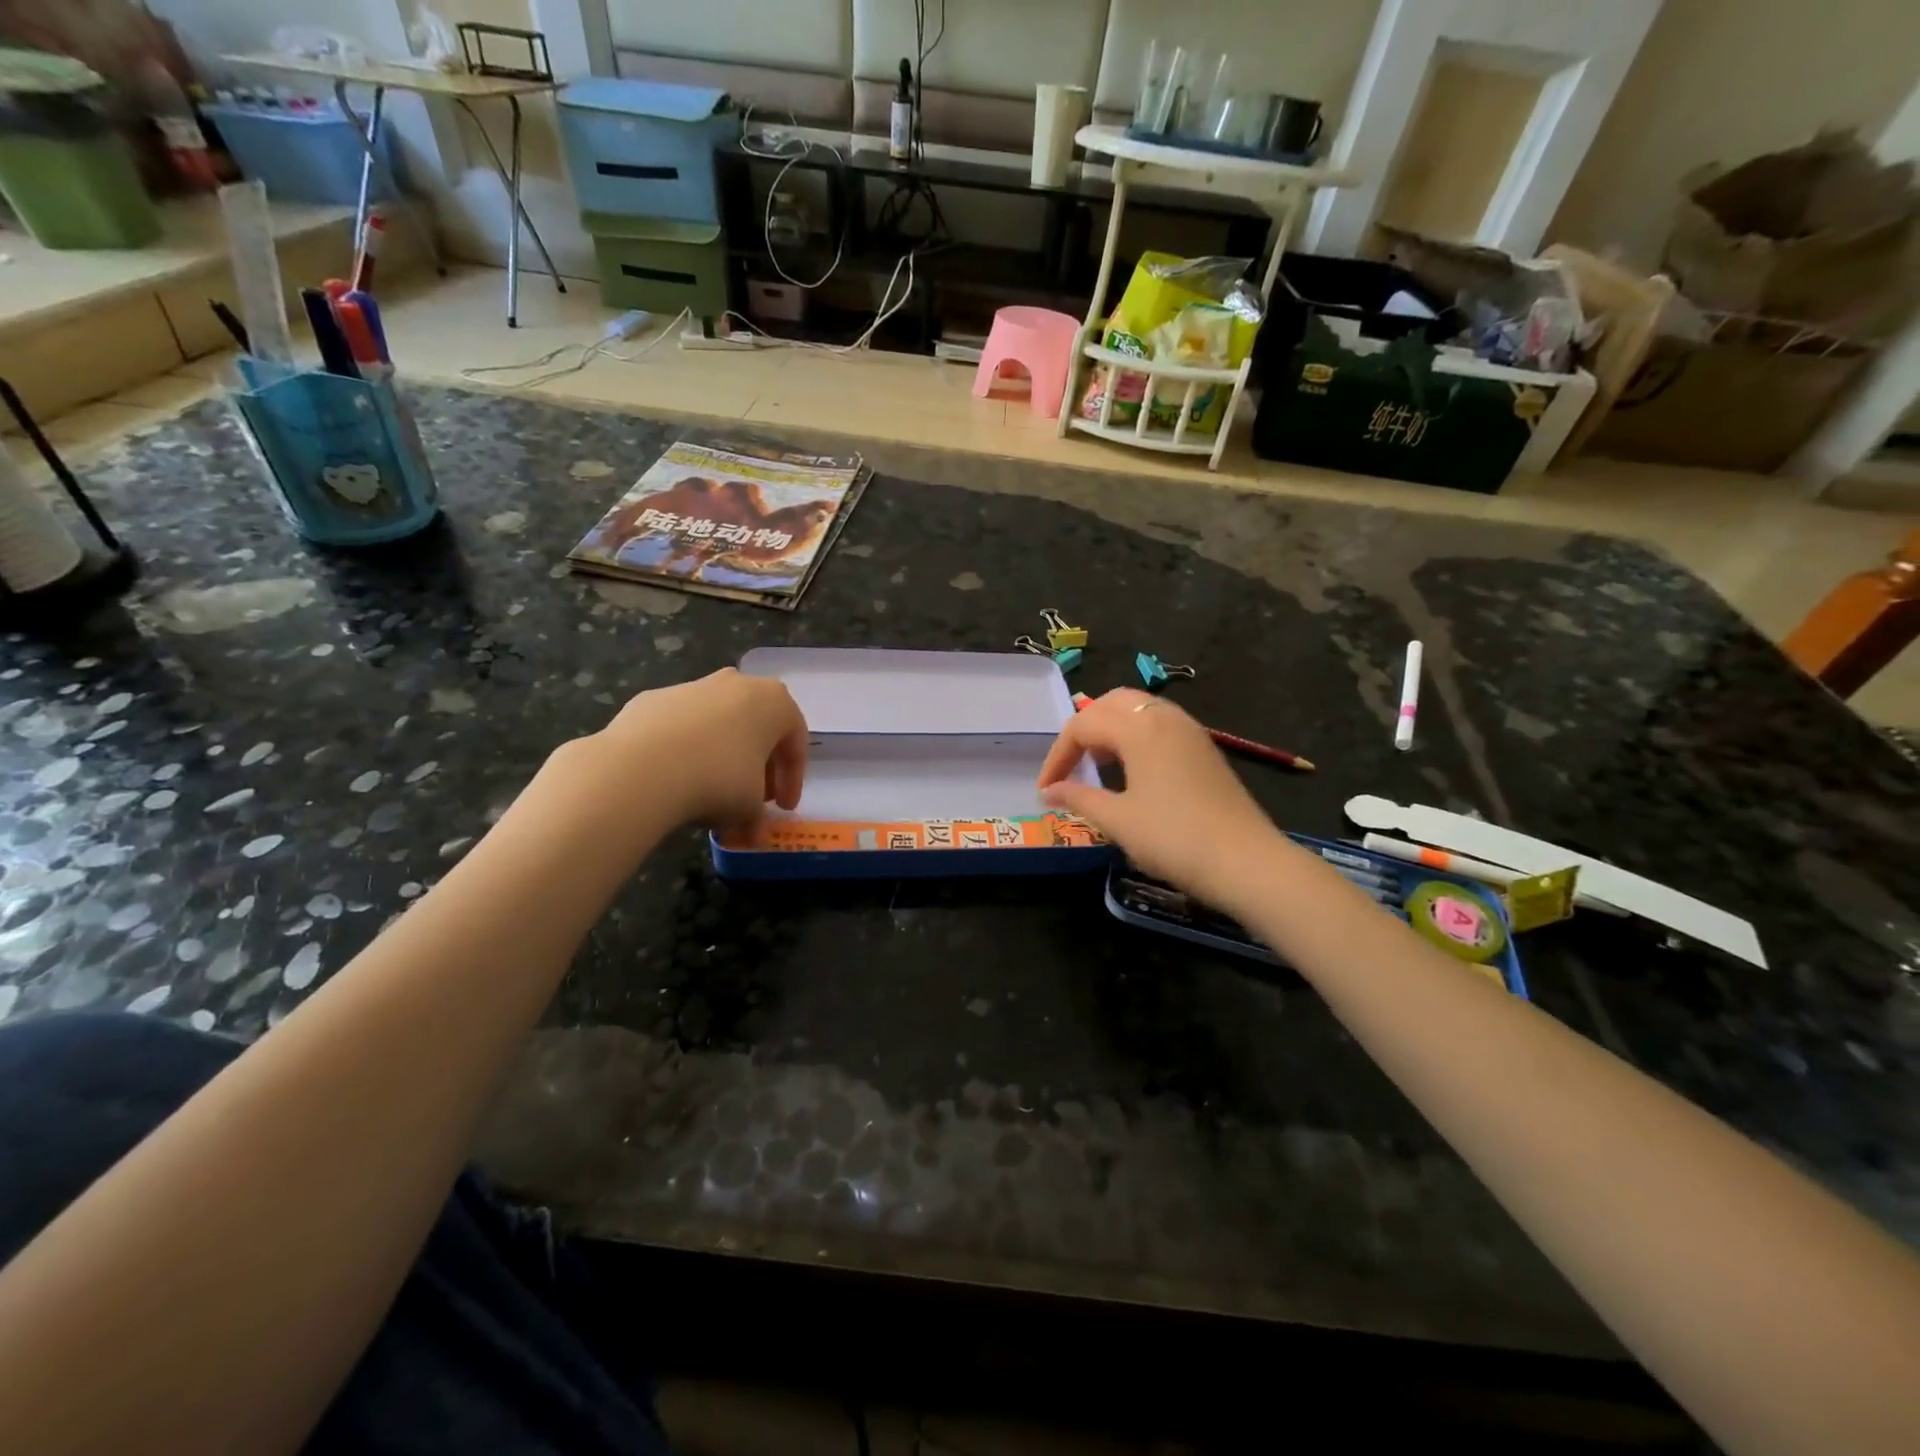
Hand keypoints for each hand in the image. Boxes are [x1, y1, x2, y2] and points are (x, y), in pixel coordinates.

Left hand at [597, 668, 807, 827]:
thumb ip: (758, 814)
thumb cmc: (718, 779)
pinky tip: (676, 779)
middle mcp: (738, 684)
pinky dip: (686, 750)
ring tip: (712, 793)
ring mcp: (693, 687)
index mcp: (775, 702)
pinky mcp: (654, 699)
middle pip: (757, 728)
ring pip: (718, 725)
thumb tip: (750, 831)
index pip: (795, 743)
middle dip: (758, 766)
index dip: (793, 780)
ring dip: (722, 757)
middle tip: (753, 800)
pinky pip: (682, 728)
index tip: (783, 809)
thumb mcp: (751, 806)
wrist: (643, 767)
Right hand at [1037, 688, 1281, 909]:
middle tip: (1071, 764)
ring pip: (1139, 711)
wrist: (1246, 862)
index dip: (1058, 756)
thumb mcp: (1118, 820)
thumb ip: (1079, 797)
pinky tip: (1133, 771)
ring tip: (1098, 765)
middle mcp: (1164, 718)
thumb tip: (1050, 791)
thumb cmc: (1173, 838)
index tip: (1046, 790)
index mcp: (1138, 728)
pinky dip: (1136, 737)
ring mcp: (1189, 731)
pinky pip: (1160, 726)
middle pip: (1112, 703)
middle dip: (1084, 728)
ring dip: (1111, 729)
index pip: (1083, 725)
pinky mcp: (1204, 748)